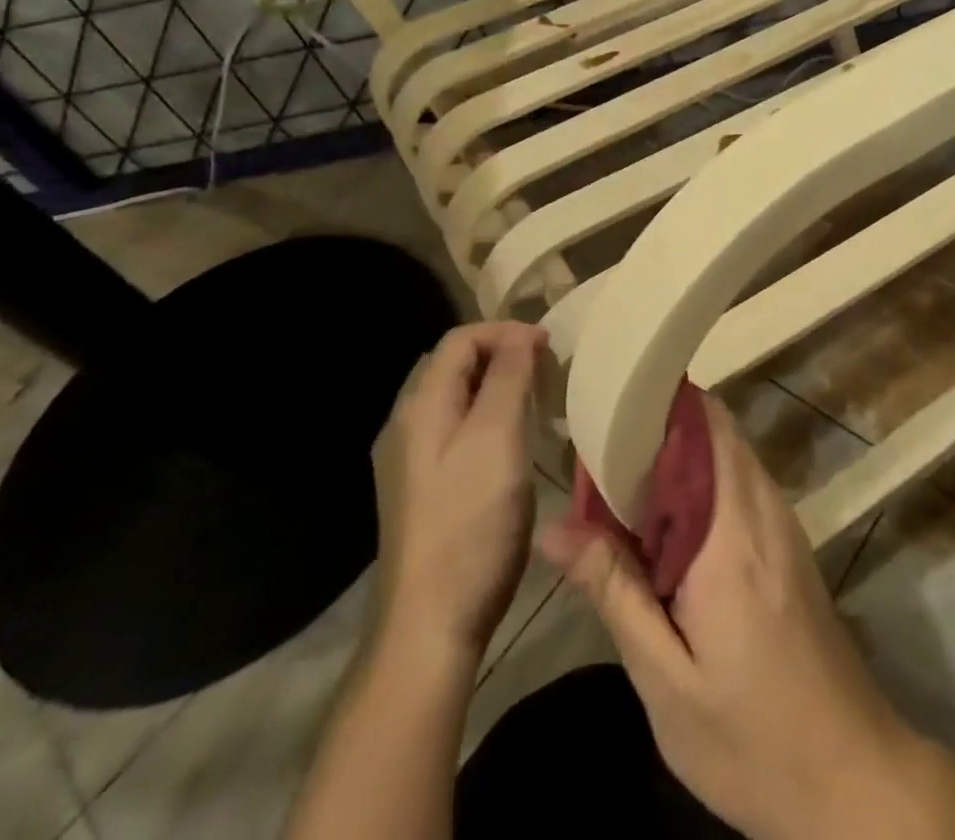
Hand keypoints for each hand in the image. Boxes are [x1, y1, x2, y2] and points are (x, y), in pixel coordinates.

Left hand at [375, 321, 546, 659]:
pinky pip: (453, 431)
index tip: (549, 346)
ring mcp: (408, 461)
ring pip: (454, 399)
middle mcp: (405, 424)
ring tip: (534, 399)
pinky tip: (509, 443)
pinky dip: (485, 418)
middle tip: (544, 369)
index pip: (460, 339)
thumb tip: (521, 334)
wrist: (429, 624)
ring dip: (494, 386)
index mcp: (420, 405)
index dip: (505, 331)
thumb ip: (508, 376)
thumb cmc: (470, 521)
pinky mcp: (419, 491)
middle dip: (500, 354)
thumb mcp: (497, 437)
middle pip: (453, 365)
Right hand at [539, 393, 914, 839]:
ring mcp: (783, 523)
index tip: (603, 409)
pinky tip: (663, 523)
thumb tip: (555, 527)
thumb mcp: (666, 679)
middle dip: (658, 426)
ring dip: (678, 455)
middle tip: (600, 448)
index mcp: (731, 531)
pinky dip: (700, 483)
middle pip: (714, 429)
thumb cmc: (752, 738)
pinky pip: (739, 484)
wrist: (852, 779)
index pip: (702, 425)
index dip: (653, 405)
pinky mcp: (789, 544)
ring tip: (620, 480)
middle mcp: (763, 508)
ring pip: (727, 453)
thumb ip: (614, 590)